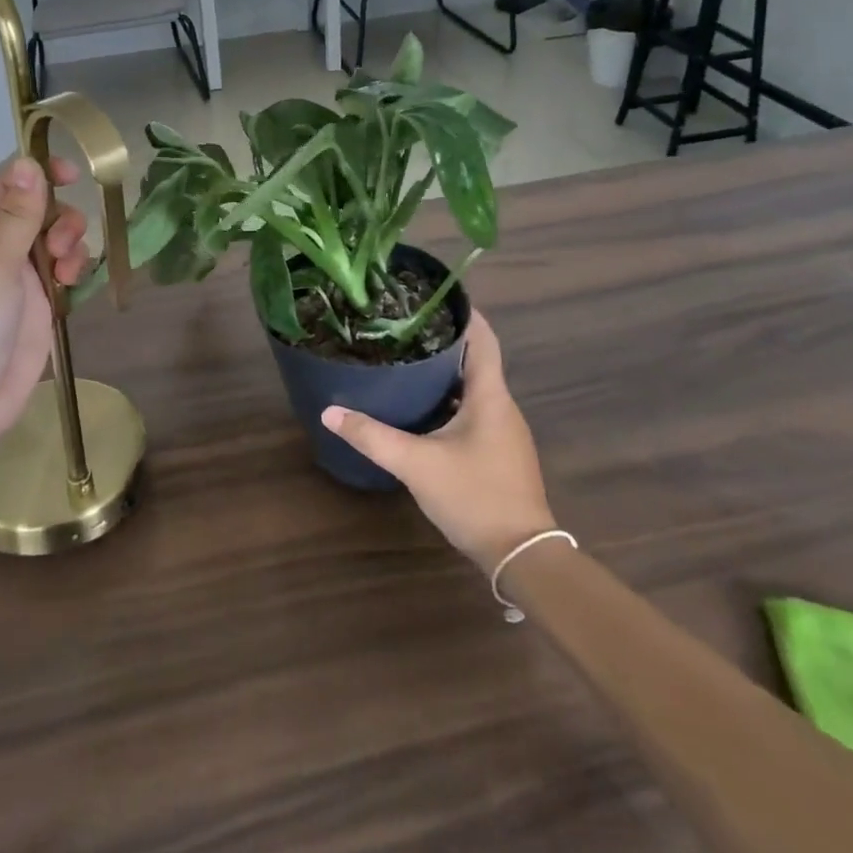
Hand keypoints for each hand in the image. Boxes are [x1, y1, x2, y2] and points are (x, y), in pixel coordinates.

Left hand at [0, 156, 91, 471]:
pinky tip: (75, 286)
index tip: (73, 173)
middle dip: (61, 219)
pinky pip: (68, 276)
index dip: (40, 174)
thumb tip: (28, 161)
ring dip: (72, 246)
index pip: (9, 188)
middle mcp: (0, 253)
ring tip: (68, 274)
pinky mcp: (42, 311)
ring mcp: (22, 283)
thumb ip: (15, 217)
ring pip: (59, 243)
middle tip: (61, 246)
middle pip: (42, 213)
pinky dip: (77, 272)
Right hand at [322, 313, 554, 571]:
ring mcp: (504, 432)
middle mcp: (502, 407)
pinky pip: (475, 411)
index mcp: (490, 396)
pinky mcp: (500, 453)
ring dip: (447, 372)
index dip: (464, 313)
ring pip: (475, 388)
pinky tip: (423, 407)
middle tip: (405, 326)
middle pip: (477, 360)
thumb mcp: (416, 464)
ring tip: (408, 359)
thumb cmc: (475, 496)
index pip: (483, 339)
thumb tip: (330, 412)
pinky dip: (451, 399)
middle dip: (444, 340)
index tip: (434, 295)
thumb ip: (372, 436)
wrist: (522, 556)